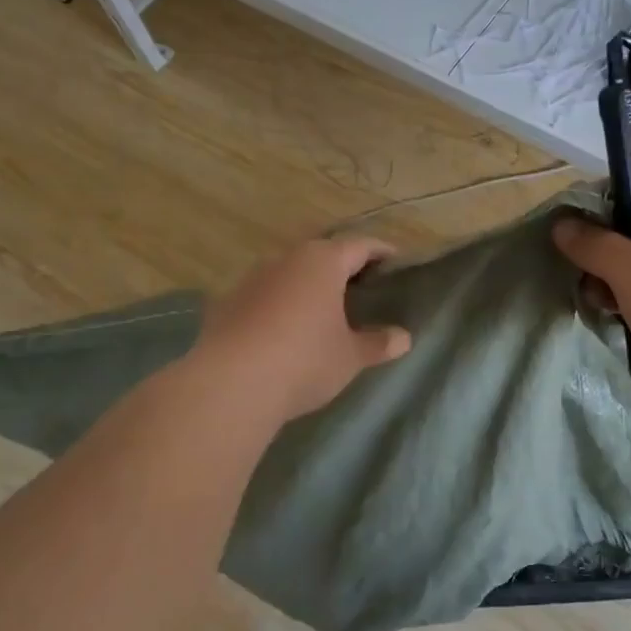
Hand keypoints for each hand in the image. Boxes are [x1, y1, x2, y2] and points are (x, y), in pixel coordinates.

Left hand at [194, 236, 411, 423]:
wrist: (229, 385)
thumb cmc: (304, 361)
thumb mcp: (350, 356)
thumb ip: (377, 343)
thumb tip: (403, 338)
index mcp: (322, 262)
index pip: (360, 245)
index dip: (381, 251)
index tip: (396, 261)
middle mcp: (286, 259)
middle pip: (322, 253)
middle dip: (343, 266)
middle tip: (363, 286)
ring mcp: (252, 278)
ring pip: (290, 271)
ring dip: (308, 284)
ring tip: (324, 307)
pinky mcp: (227, 302)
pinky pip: (264, 294)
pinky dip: (281, 302)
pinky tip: (286, 328)